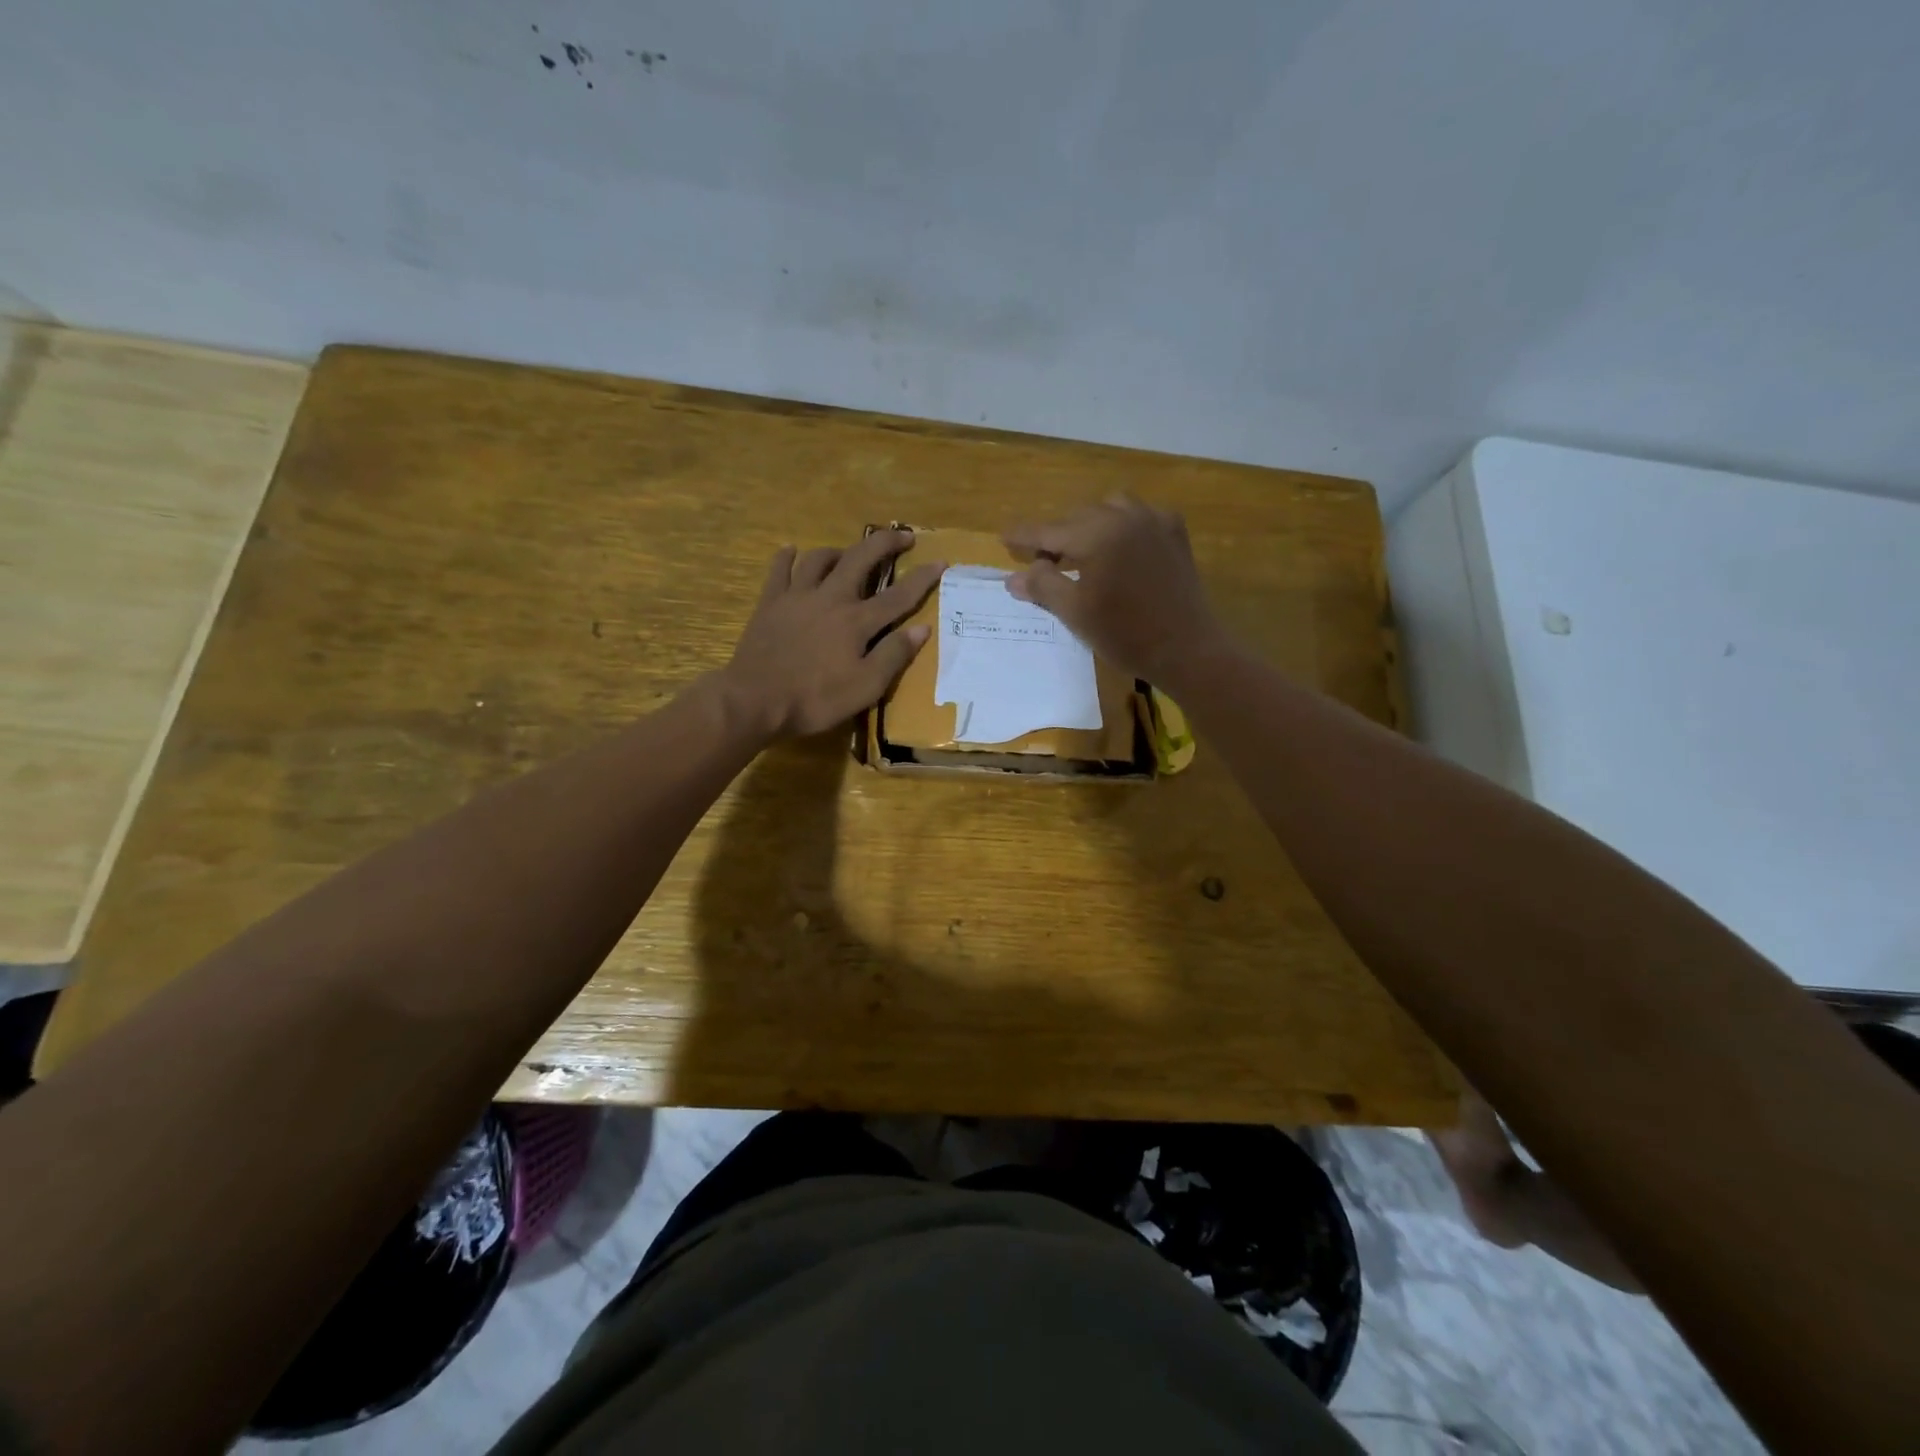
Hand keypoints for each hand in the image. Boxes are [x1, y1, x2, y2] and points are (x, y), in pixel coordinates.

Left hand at [720, 528, 943, 738]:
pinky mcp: (770, 603)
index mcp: (857, 621)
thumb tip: (921, 628)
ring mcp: (797, 596)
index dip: (923, 578)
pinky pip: (780, 570)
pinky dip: (789, 557)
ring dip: (840, 551)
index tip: (941, 561)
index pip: (898, 595)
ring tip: (849, 555)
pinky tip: (792, 552)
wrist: (754, 700)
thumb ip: (894, 655)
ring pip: (821, 558)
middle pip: (861, 559)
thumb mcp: (865, 687)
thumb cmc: (815, 699)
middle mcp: (830, 598)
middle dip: (885, 543)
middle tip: (902, 536)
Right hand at [1003, 495, 1227, 684]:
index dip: (1024, 536)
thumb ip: (1043, 588)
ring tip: (1080, 551)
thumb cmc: (1125, 635)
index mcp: (1097, 534)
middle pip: (1078, 517)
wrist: (1187, 649)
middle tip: (1042, 561)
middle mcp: (1125, 517)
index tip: (1004, 537)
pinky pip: (1140, 516)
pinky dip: (1121, 525)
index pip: (1049, 531)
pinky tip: (1119, 547)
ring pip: (1110, 508)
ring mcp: (1154, 521)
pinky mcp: (1174, 534)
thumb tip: (1014, 578)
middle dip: (1057, 535)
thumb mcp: (1075, 613)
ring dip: (1088, 524)